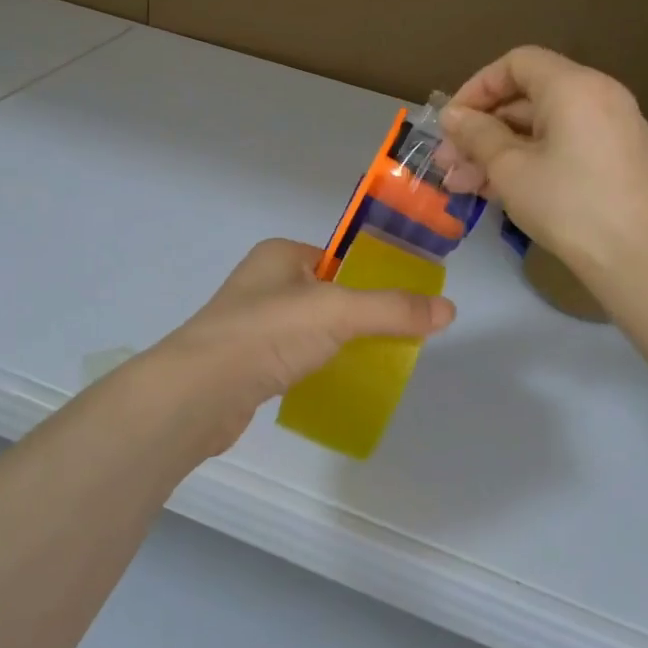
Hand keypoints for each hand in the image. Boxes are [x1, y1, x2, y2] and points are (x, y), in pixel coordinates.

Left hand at [152, 239, 454, 455]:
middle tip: (396, 339)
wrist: (198, 392)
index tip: (404, 304)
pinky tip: (333, 382)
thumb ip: (393, 309)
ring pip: (311, 327)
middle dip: (360, 315)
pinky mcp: (247, 362)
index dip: (371, 277)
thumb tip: (449, 310)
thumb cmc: (268, 334)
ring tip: (373, 362)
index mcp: (280, 254)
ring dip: (338, 343)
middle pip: (327, 293)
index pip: (338, 258)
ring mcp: (251, 323)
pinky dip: (316, 365)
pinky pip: (293, 356)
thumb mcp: (338, 312)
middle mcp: (263, 282)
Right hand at [435, 46, 647, 277]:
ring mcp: (612, 127)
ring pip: (542, 127)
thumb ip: (477, 135)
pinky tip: (498, 190)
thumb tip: (452, 116)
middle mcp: (599, 95)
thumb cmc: (567, 205)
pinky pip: (564, 144)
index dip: (477, 88)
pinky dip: (530, 159)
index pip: (516, 63)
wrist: (637, 259)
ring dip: (499, 151)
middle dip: (482, 129)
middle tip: (448, 163)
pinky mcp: (617, 158)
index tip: (452, 123)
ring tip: (462, 185)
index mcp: (574, 86)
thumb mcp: (510, 169)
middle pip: (528, 97)